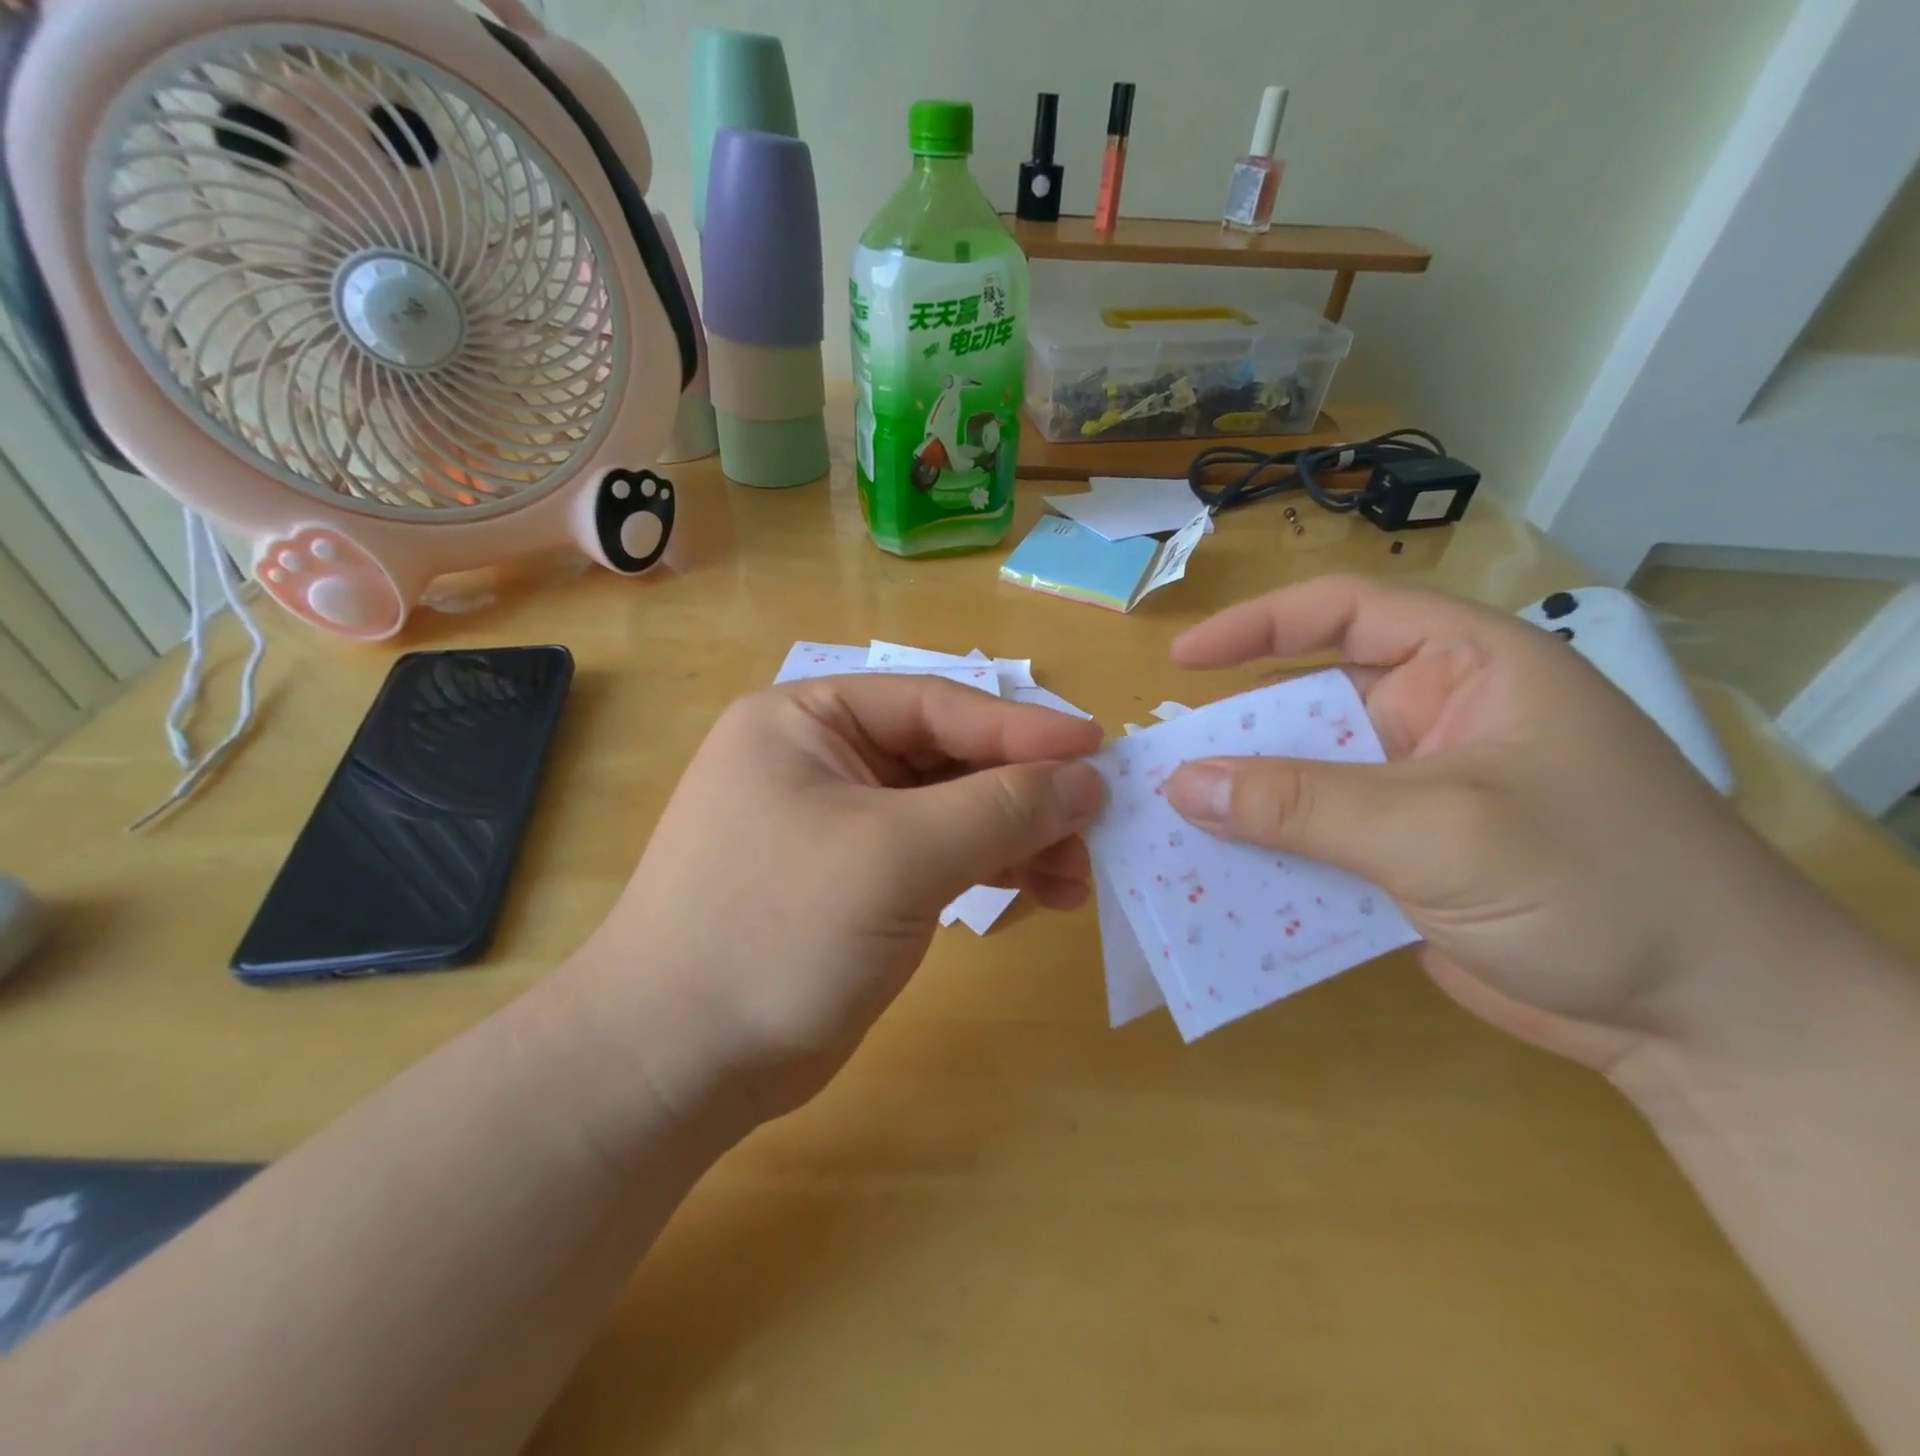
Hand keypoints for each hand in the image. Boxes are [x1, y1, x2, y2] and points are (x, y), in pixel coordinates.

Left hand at [572, 677, 1104, 1137]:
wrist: (676, 1062)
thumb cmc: (776, 930)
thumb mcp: (897, 856)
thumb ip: (998, 809)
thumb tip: (1086, 779)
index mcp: (810, 720)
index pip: (936, 705)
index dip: (1022, 727)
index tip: (1098, 752)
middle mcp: (823, 759)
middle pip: (948, 758)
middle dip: (1024, 793)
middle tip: (1095, 828)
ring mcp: (840, 824)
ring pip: (950, 811)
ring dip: (1017, 837)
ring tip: (1077, 875)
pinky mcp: (855, 881)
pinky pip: (938, 856)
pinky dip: (990, 869)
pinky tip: (1040, 891)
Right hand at [1161, 576, 1843, 1068]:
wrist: (1708, 1027)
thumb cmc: (1596, 885)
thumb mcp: (1435, 829)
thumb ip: (1299, 804)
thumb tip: (1182, 784)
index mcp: (1470, 668)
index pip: (1346, 614)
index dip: (1259, 626)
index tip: (1184, 659)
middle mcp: (1438, 720)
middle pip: (1311, 704)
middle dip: (1239, 734)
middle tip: (1164, 763)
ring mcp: (1419, 794)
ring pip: (1307, 780)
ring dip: (1247, 803)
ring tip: (1172, 821)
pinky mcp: (1406, 860)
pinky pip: (1318, 843)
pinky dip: (1273, 857)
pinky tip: (1220, 877)